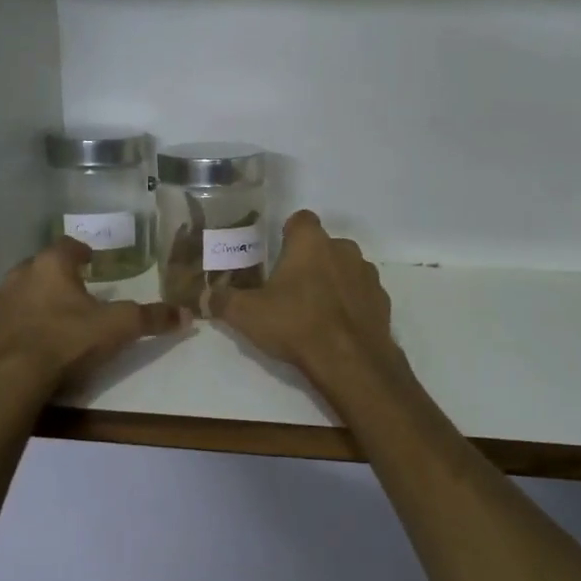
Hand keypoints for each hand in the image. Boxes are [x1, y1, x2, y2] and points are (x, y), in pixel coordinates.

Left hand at [0, 238, 188, 388]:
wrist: (10, 379)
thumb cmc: (67, 341)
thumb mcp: (118, 328)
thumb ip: (151, 318)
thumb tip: (187, 314)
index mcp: (51, 266)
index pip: (67, 245)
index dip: (81, 252)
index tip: (91, 261)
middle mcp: (20, 275)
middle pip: (41, 267)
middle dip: (58, 276)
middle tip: (76, 291)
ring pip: (21, 292)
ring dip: (36, 299)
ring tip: (55, 318)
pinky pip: (6, 319)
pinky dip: (19, 324)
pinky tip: (32, 342)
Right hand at [215, 212, 405, 392]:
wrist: (351, 361)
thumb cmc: (296, 324)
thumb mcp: (246, 314)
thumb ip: (220, 300)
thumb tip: (197, 297)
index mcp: (311, 242)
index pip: (300, 219)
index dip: (288, 233)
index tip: (276, 254)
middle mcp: (343, 248)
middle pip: (323, 245)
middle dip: (308, 261)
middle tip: (289, 288)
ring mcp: (367, 274)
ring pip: (345, 268)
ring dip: (332, 281)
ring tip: (313, 310)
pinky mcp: (382, 300)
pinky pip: (361, 294)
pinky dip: (350, 303)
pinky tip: (336, 326)